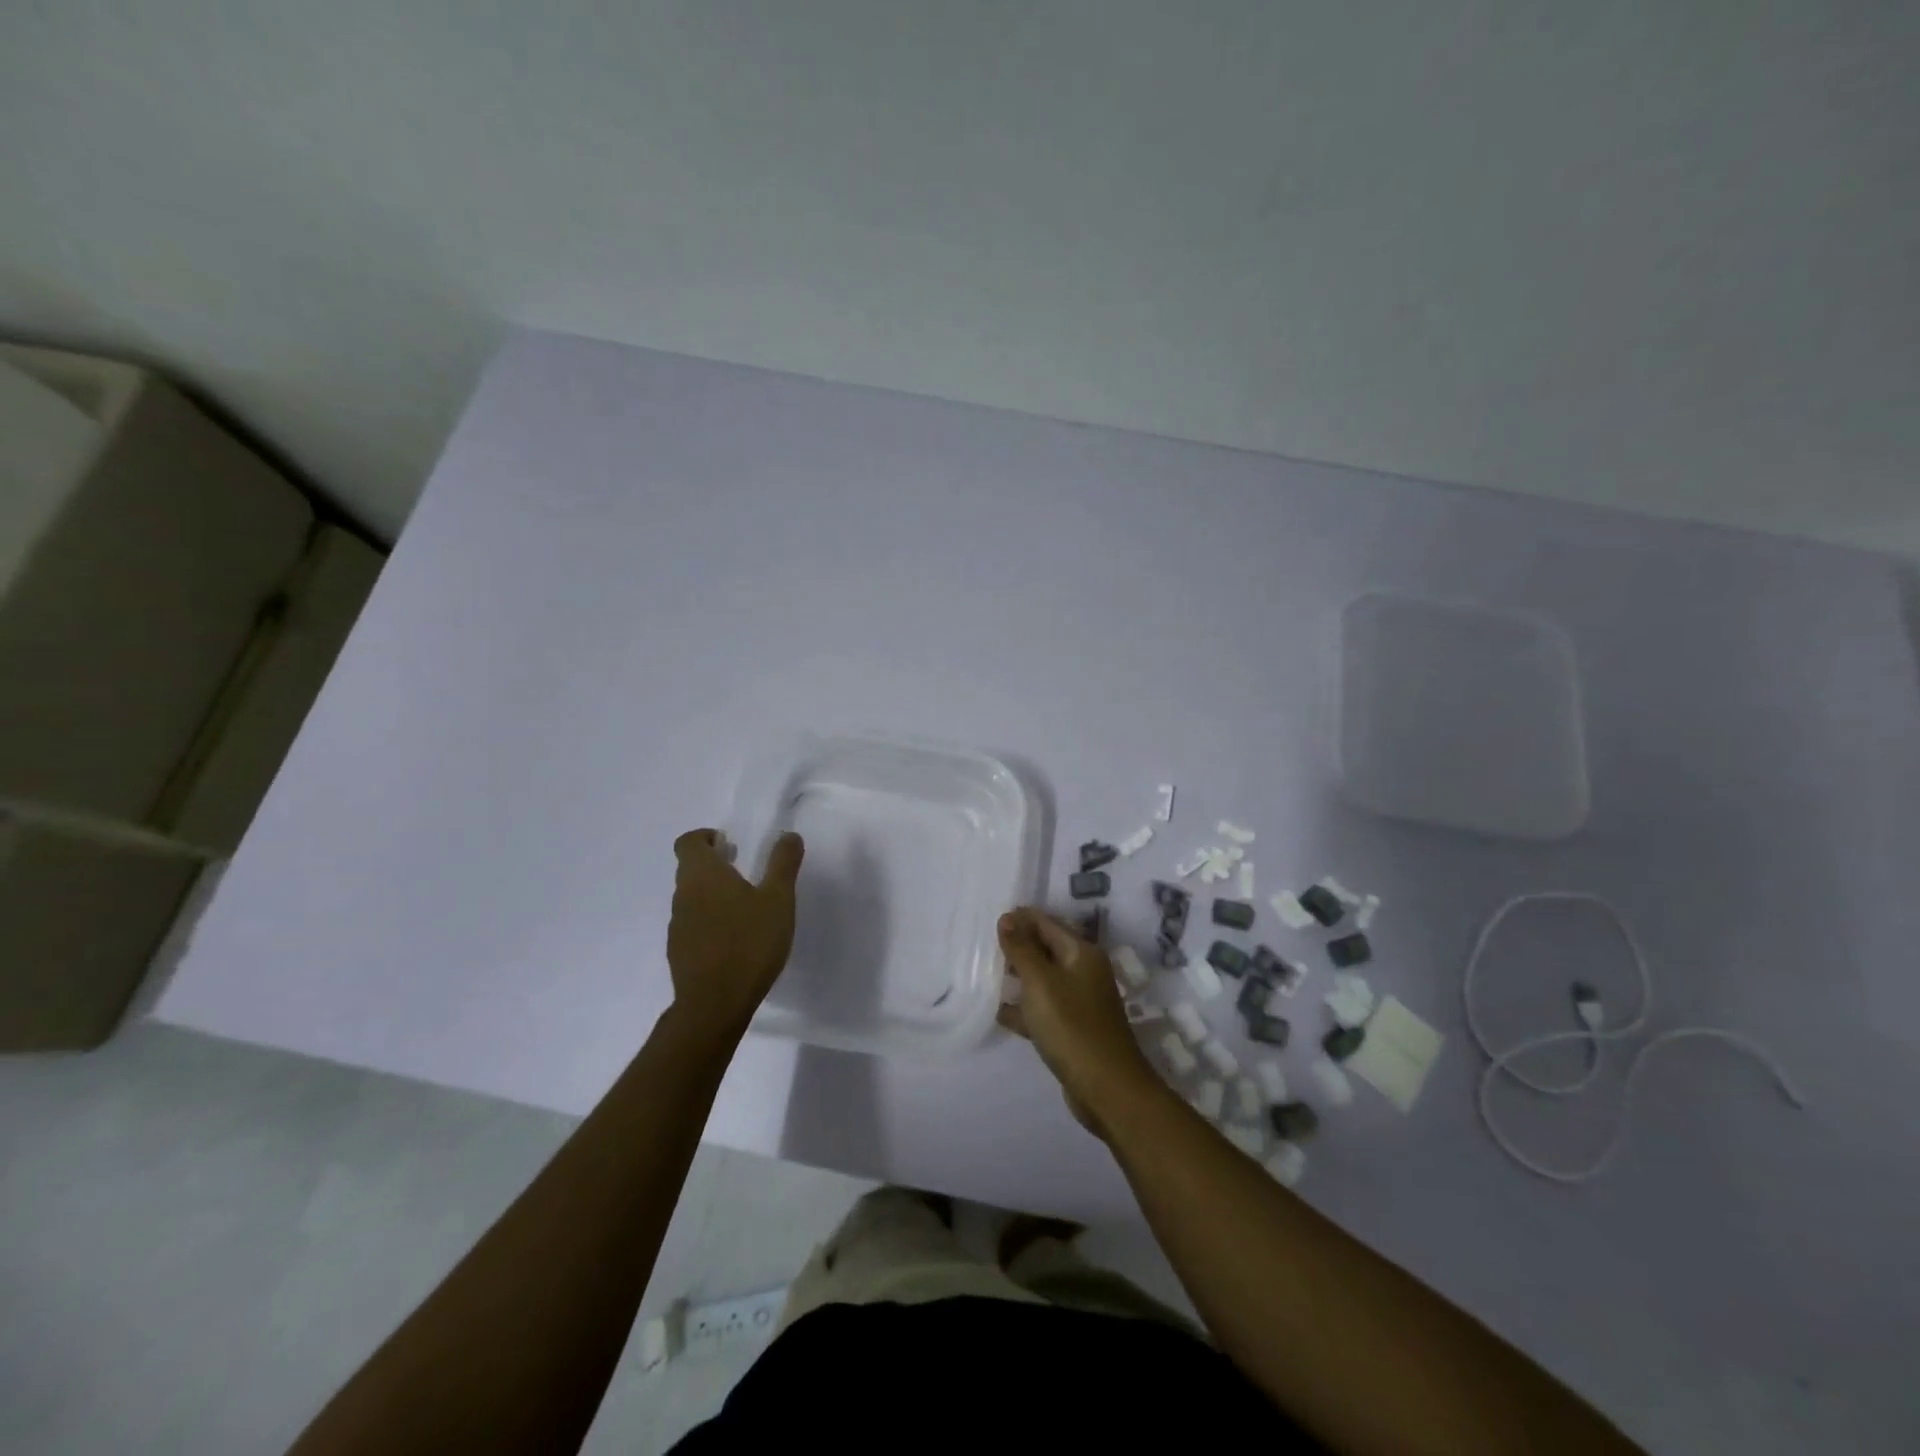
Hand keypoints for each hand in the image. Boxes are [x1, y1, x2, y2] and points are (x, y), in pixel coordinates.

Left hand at [667, 829, 803, 1038]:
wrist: (714, 1004)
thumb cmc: (749, 943)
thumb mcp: (778, 899)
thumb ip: (783, 863)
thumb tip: (788, 835)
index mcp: (703, 875)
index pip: (689, 842)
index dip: (707, 837)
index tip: (732, 845)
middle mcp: (683, 895)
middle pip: (690, 868)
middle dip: (716, 864)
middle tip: (746, 871)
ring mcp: (677, 925)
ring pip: (692, 897)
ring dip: (714, 894)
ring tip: (746, 907)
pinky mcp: (679, 952)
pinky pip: (693, 924)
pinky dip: (710, 921)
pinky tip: (736, 939)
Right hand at [996, 908, 1159, 1139]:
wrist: (1107, 1089)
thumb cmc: (1072, 1027)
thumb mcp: (1041, 983)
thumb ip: (1022, 949)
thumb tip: (1007, 917)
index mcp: (1081, 953)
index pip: (1046, 922)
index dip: (1019, 919)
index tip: (987, 920)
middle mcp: (1083, 971)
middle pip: (1045, 948)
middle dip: (1017, 946)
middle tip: (982, 947)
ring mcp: (1079, 1001)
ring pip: (1043, 980)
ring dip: (1018, 977)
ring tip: (985, 975)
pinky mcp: (1072, 1028)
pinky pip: (1043, 1008)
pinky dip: (1024, 1008)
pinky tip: (999, 1012)